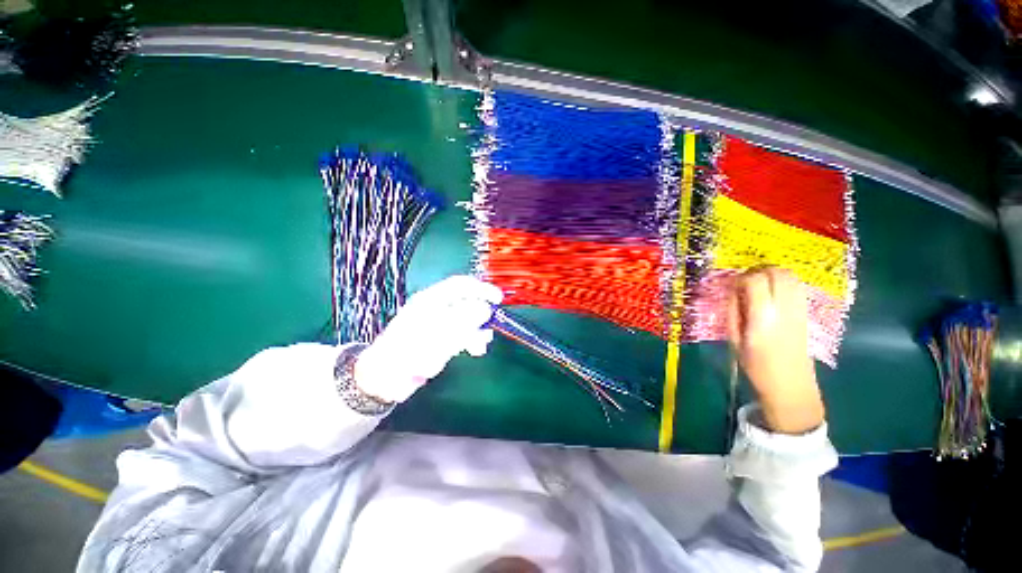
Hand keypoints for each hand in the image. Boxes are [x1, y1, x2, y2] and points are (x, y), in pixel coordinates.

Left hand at [354, 275, 502, 402]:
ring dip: (478, 331)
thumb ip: (463, 320)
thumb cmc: (407, 352)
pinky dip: (471, 341)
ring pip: (467, 321)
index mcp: (431, 300)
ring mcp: (439, 324)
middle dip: (481, 315)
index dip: (481, 289)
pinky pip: (462, 335)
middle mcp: (436, 308)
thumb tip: (486, 308)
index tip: (498, 299)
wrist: (385, 378)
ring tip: (481, 347)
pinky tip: (475, 351)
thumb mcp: (438, 334)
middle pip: (466, 303)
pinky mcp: (441, 339)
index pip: (461, 285)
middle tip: (491, 327)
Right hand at [727, 268, 824, 434]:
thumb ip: (733, 311)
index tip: (732, 285)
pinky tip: (771, 292)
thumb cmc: (756, 365)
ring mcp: (799, 309)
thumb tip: (733, 291)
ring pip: (790, 276)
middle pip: (777, 273)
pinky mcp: (806, 312)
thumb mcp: (734, 339)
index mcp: (763, 318)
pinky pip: (796, 286)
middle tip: (744, 280)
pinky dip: (783, 281)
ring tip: (757, 284)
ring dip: (772, 274)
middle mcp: (785, 309)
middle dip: (758, 270)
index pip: (755, 281)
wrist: (791, 385)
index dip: (741, 278)